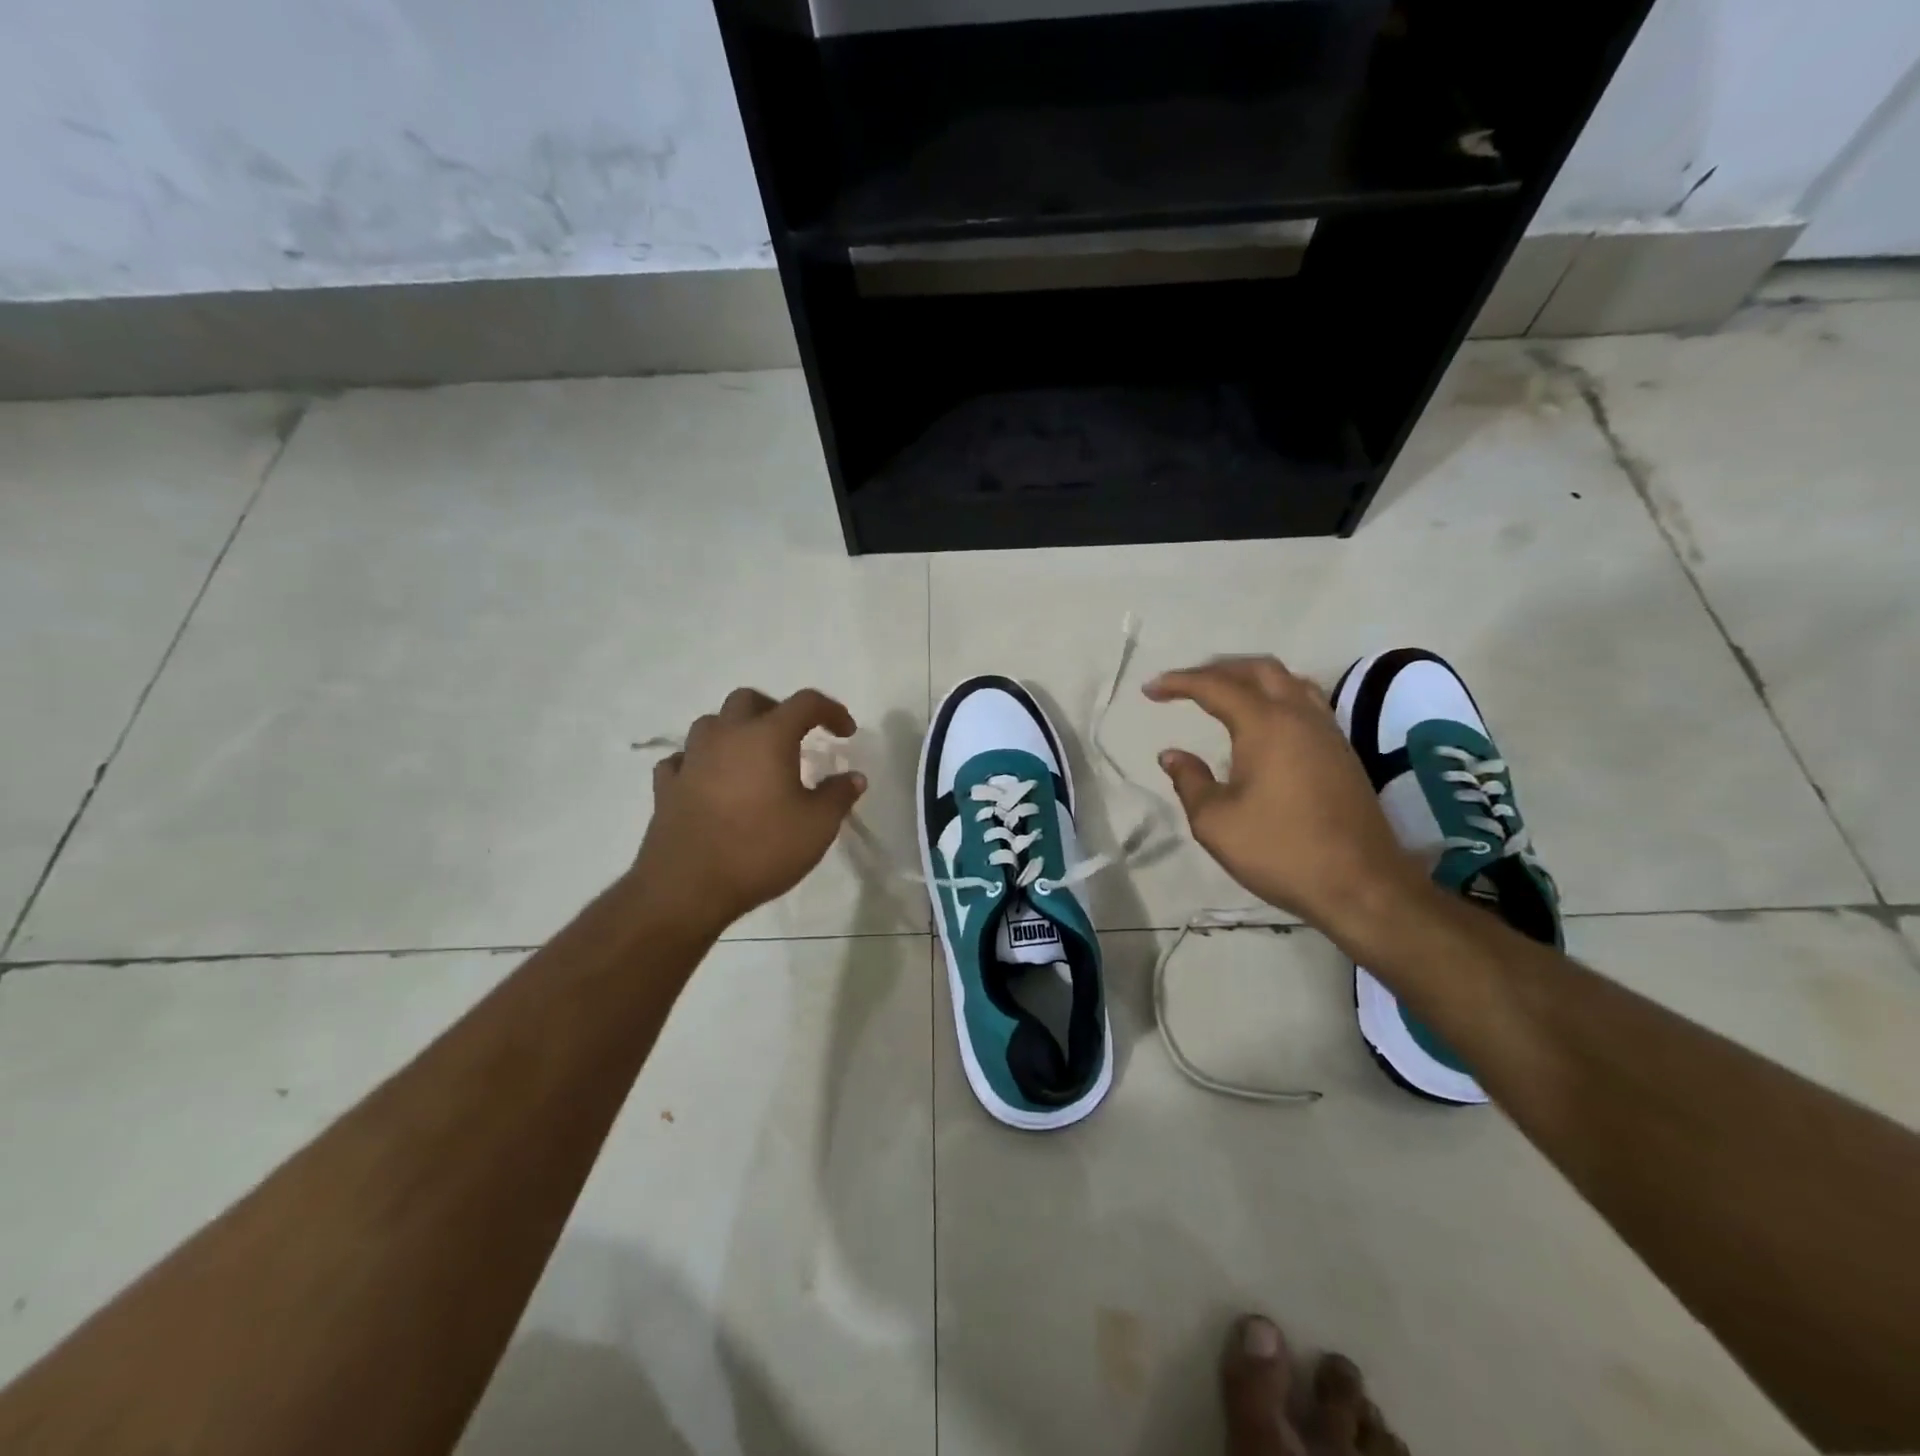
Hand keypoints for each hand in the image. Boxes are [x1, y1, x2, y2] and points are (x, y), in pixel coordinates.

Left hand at [633, 688, 866, 932]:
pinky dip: (700, 761)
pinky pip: (683, 758)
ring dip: (734, 731)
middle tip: (794, 736)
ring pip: (711, 724)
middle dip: (776, 710)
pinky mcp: (666, 786)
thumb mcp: (817, 826)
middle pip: (749, 700)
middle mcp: (727, 736)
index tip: (845, 732)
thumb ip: (838, 796)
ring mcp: (691, 758)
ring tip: (751, 758)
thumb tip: (854, 777)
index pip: (805, 703)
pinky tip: (710, 781)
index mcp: (768, 736)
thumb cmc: (761, 849)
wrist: (687, 887)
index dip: (831, 710)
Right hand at [1144, 657, 1422, 932]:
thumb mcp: (1215, 823)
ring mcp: (1327, 732)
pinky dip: (1276, 696)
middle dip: (1217, 669)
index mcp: (1266, 725)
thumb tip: (1171, 755)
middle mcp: (1300, 716)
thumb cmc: (1281, 851)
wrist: (1362, 885)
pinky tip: (1263, 722)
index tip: (1150, 689)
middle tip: (1186, 684)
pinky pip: (1306, 702)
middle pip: (1259, 669)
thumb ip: (1189, 781)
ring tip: (1224, 694)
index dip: (1179, 683)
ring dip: (1251, 679)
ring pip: (1289, 681)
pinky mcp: (1342, 752)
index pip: (1216, 686)